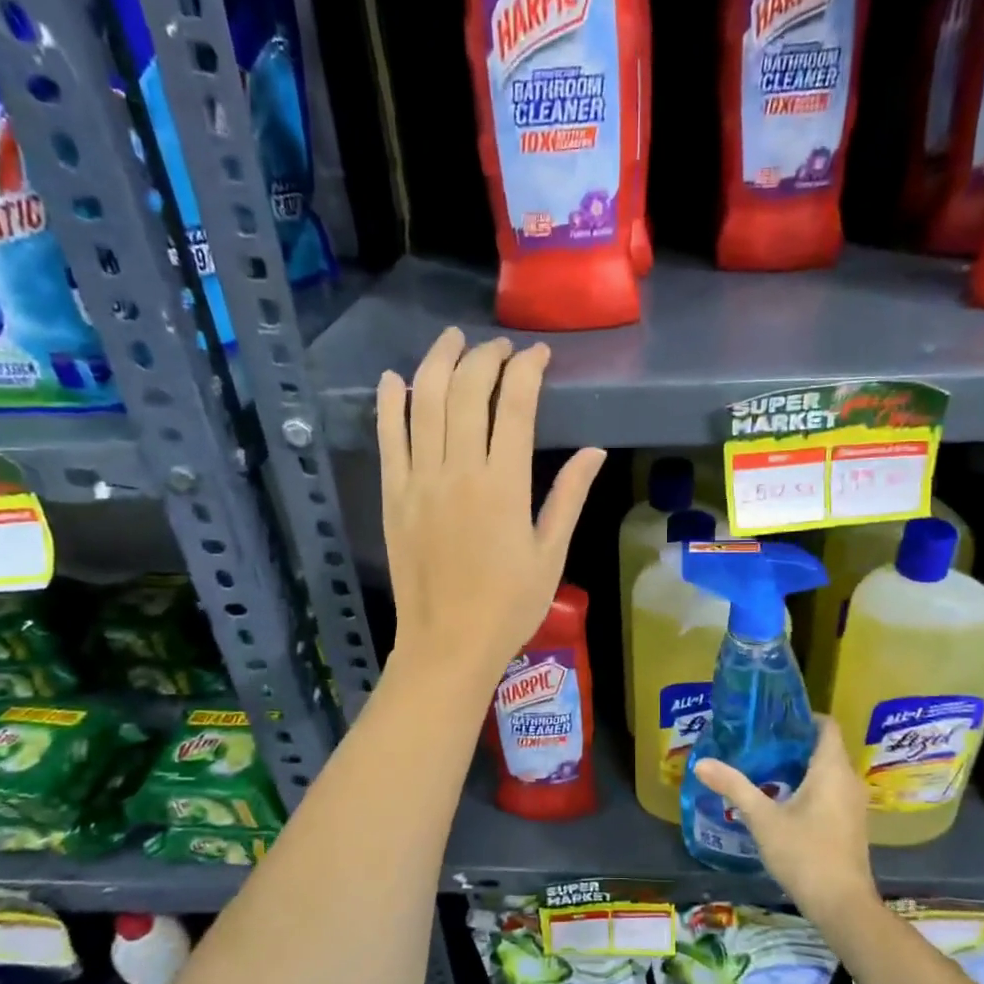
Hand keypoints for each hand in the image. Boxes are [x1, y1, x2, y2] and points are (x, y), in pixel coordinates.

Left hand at [377, 327, 604, 695]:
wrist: (447, 643)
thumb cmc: (509, 605)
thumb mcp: (550, 554)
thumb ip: (569, 497)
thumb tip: (595, 451)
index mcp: (504, 485)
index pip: (515, 404)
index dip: (527, 369)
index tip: (538, 355)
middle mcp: (458, 471)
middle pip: (467, 391)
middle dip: (485, 357)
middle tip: (499, 348)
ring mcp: (419, 481)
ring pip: (424, 402)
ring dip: (437, 362)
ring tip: (452, 340)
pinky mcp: (393, 495)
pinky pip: (387, 438)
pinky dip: (389, 403)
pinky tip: (394, 378)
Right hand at [692, 717, 878, 924]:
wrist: (842, 905)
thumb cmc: (804, 853)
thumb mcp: (762, 818)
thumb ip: (734, 787)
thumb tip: (701, 763)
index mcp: (832, 769)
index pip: (826, 725)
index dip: (803, 716)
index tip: (773, 718)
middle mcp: (849, 780)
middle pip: (825, 747)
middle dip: (794, 742)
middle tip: (759, 741)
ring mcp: (853, 804)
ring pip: (828, 771)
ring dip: (801, 766)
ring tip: (764, 766)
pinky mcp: (851, 824)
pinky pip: (832, 791)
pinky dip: (810, 786)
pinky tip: (782, 799)